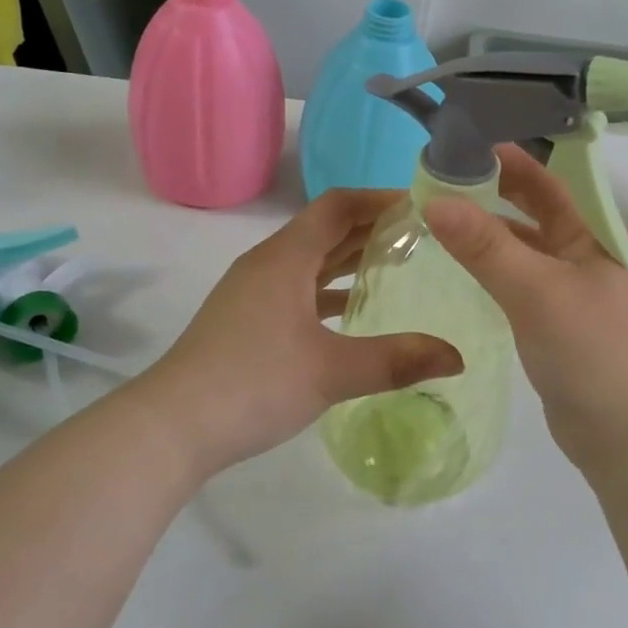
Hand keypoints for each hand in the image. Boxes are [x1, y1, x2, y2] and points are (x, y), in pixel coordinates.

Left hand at [134, 190, 462, 478]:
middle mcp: (268, 264)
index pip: (338, 205)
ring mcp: (253, 292)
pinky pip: (298, 287)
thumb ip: (397, 360)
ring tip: (398, 265)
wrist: (170, 428)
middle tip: (422, 235)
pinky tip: (352, 311)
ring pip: (311, 260)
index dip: (380, 199)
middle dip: (372, 226)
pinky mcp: (247, 320)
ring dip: (350, 257)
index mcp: (286, 257)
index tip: (421, 206)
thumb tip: (457, 357)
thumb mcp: (332, 372)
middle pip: (325, 228)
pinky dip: (329, 289)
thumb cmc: (252, 384)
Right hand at [424, 145, 627, 472]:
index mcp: (598, 235)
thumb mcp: (537, 292)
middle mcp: (588, 254)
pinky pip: (521, 281)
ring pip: (526, 247)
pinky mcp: (558, 322)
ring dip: (491, 230)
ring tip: (442, 215)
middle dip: (495, 191)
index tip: (462, 142)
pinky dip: (494, 267)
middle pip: (537, 210)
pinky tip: (465, 266)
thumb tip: (434, 199)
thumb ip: (486, 247)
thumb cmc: (593, 352)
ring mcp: (574, 290)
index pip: (550, 181)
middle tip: (442, 177)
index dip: (510, 159)